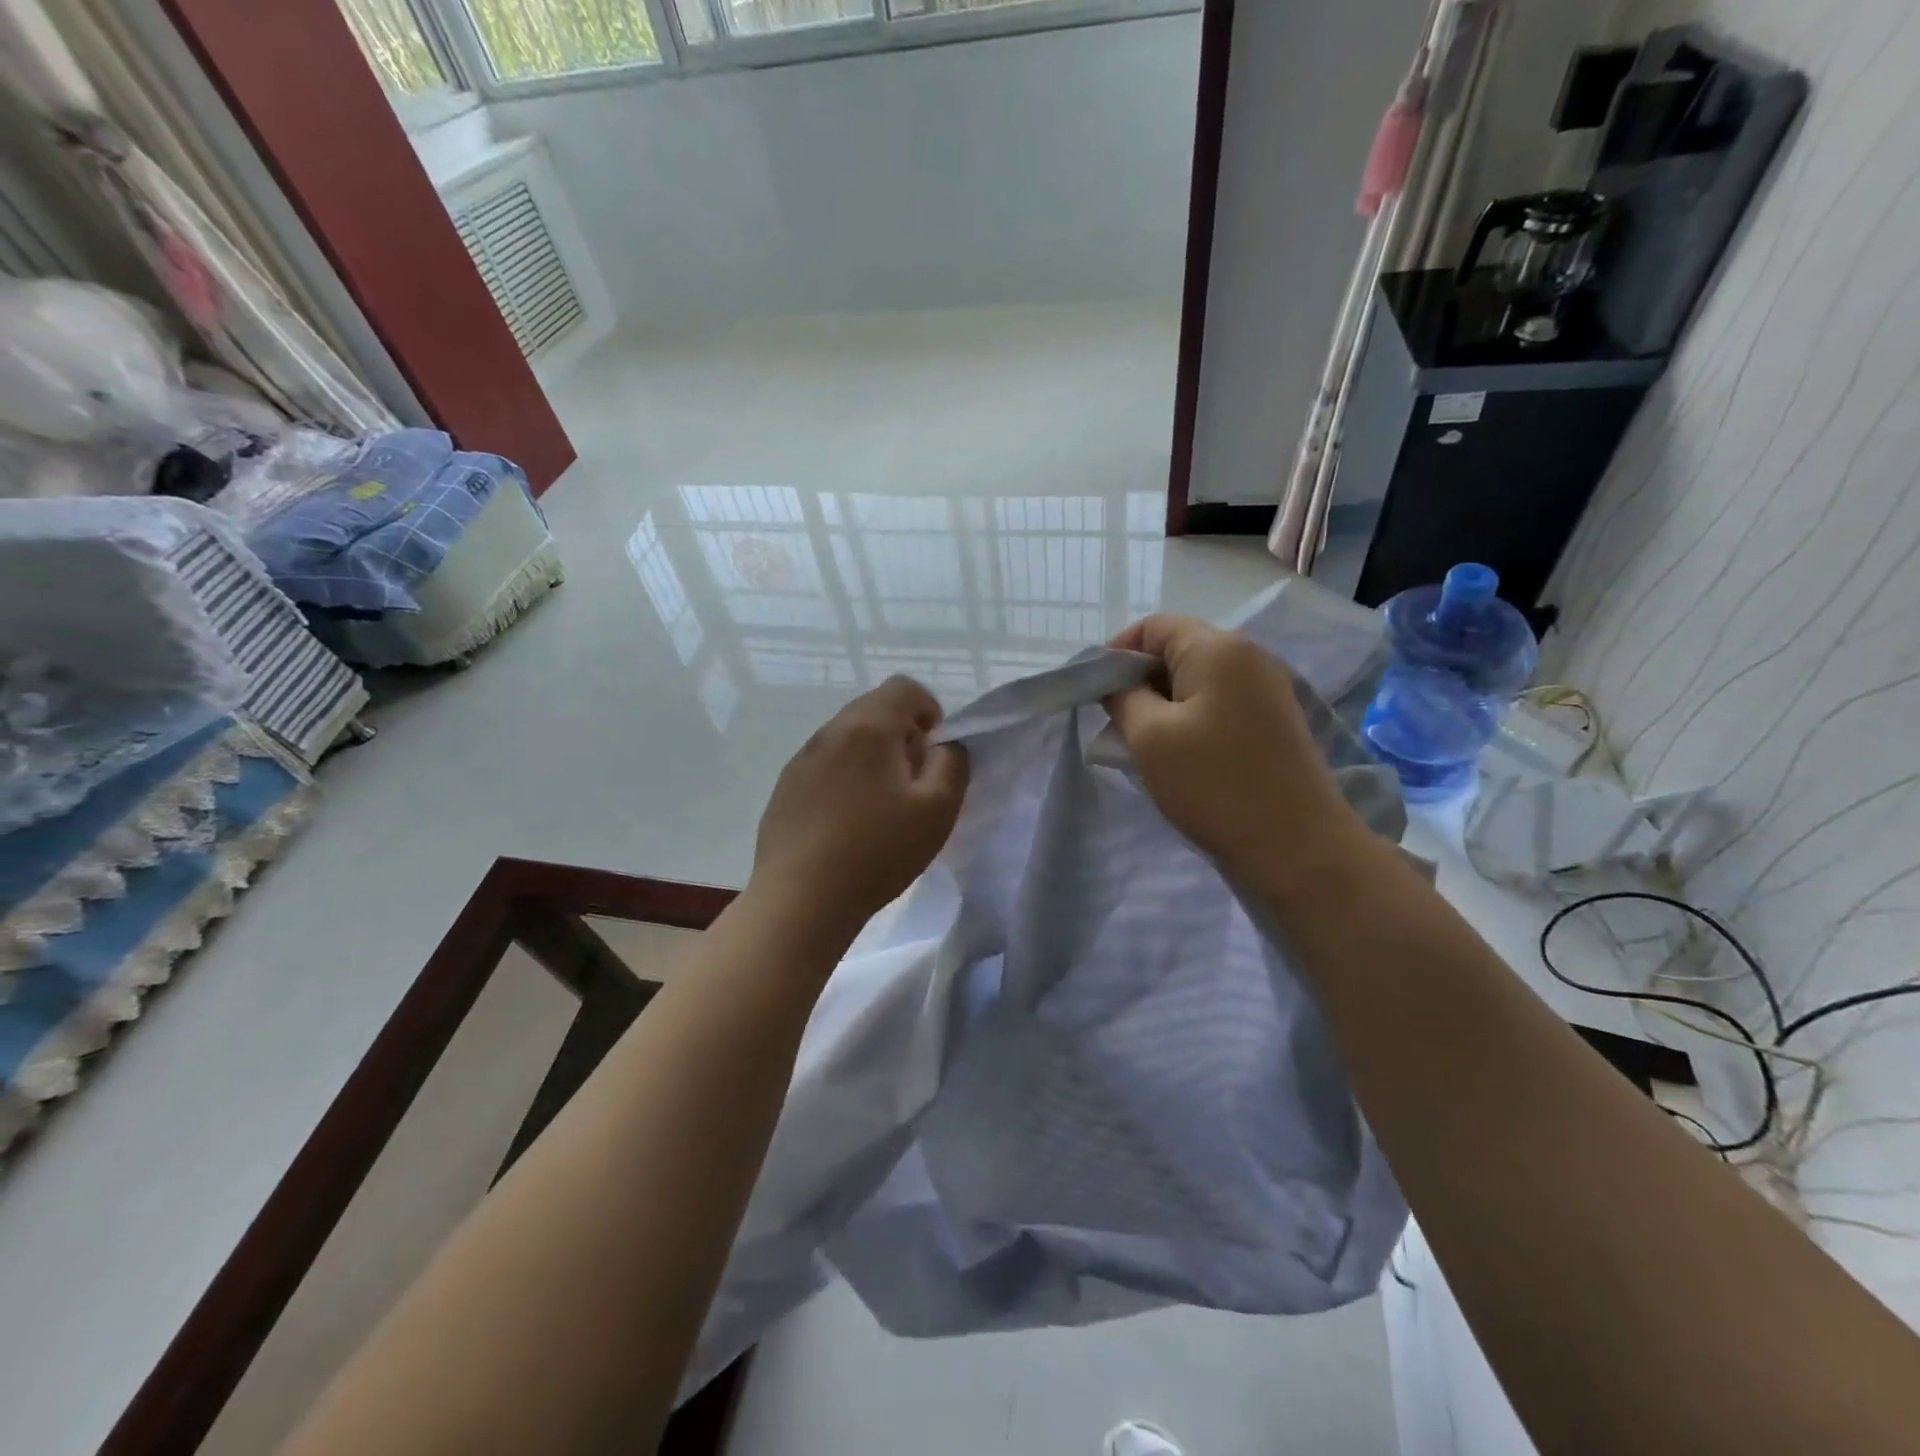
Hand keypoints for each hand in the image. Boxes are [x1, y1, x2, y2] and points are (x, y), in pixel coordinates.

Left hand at [751, 676, 969, 939]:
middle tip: (913, 783)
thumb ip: (953, 763)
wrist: (801, 899)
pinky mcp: (785, 787)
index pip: (905, 687)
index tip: (934, 751)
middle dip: (901, 735)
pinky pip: (824, 765)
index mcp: (869, 726)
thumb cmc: (877, 851)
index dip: (930, 710)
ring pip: (848, 738)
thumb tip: (944, 744)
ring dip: (872, 757)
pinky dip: (844, 778)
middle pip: (874, 709)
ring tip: (881, 806)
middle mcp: (830, 731)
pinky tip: (847, 823)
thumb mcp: (939, 809)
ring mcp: (802, 759)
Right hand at [1104, 616, 1368, 880]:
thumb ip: (1123, 698)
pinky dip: (1191, 721)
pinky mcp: (1274, 722)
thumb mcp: (1150, 737)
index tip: (1096, 695)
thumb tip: (1117, 685)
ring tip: (1144, 747)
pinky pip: (1219, 705)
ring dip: (1163, 706)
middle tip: (1116, 725)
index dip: (1116, 653)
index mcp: (1218, 648)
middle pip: (1177, 651)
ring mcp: (1267, 690)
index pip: (1153, 627)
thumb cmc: (1214, 784)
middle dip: (1139, 682)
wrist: (1296, 847)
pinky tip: (1180, 758)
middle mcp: (1249, 657)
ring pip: (1197, 682)